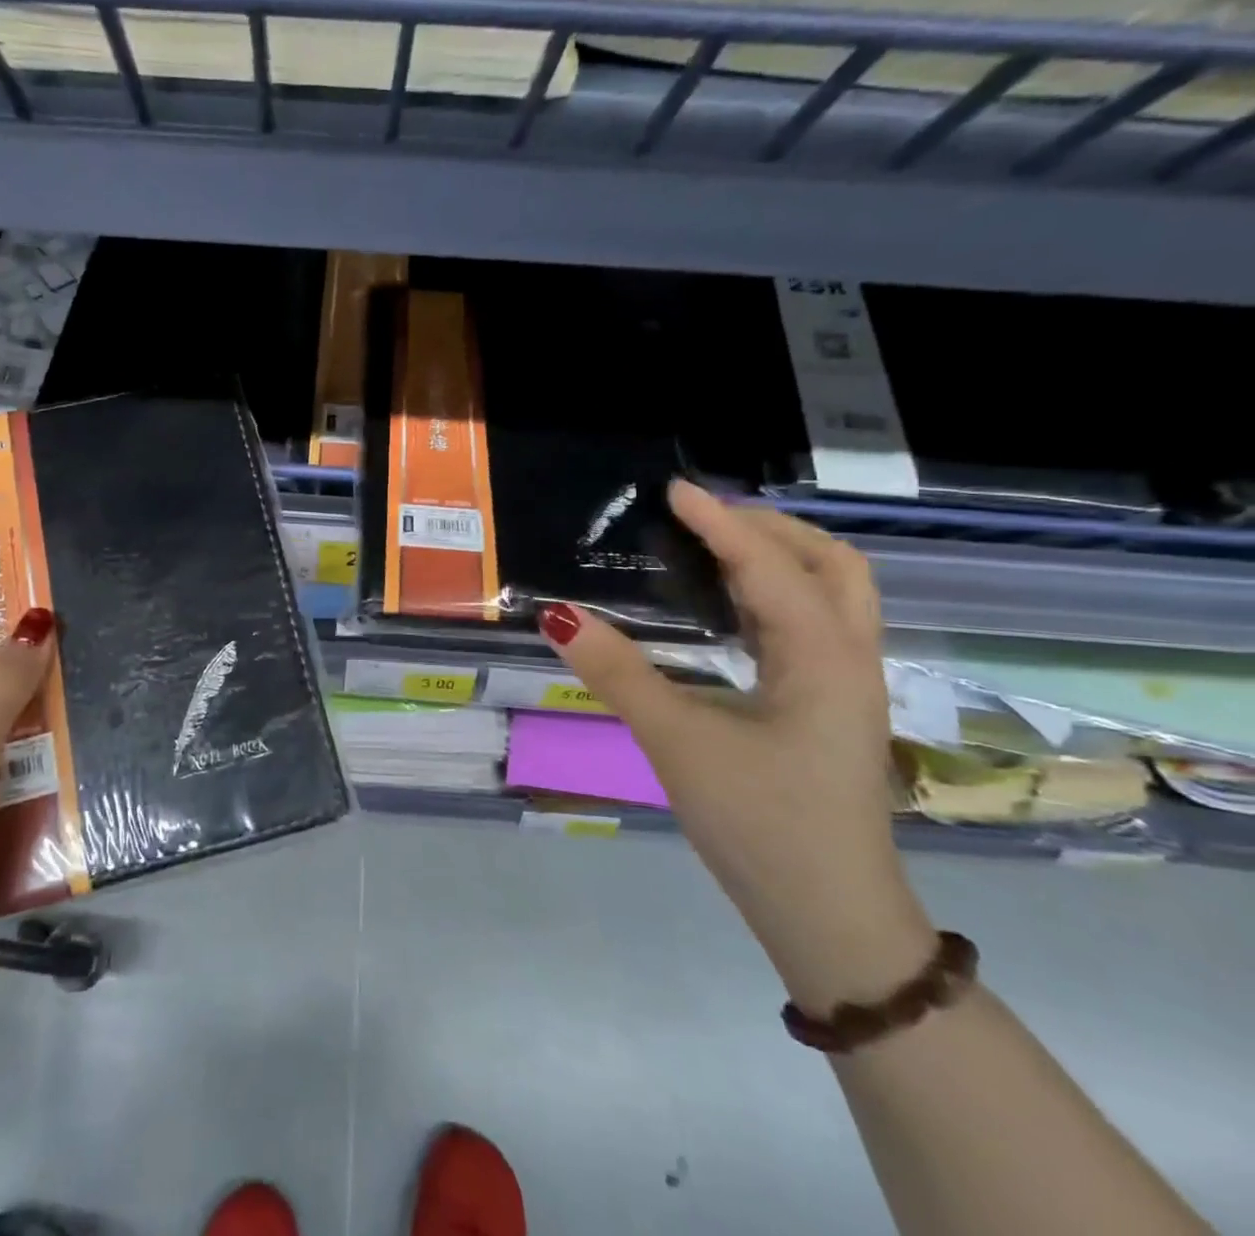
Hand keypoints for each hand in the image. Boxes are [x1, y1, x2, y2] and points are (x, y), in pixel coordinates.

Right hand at [539, 481, 934, 1014]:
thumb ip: (618, 673)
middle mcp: (848, 660)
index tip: (673, 490)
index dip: (720, 522)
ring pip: (831, 594)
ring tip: (713, 544)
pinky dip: (774, 594)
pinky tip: (729, 607)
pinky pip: (811, 625)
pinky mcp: (829, 707)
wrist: (829, 917)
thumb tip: (558, 615)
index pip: (770, 566)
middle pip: (832, 565)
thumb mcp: (678, 742)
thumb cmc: (760, 824)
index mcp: (823, 659)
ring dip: (779, 556)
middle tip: (702, 516)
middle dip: (769, 528)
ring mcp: (846, 685)